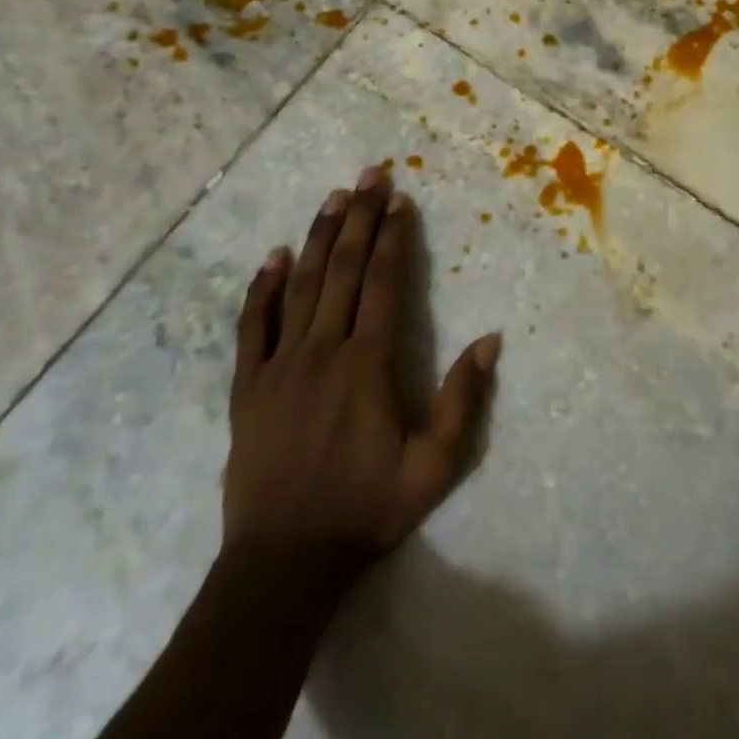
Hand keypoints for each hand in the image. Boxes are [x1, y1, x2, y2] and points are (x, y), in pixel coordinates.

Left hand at [224, 166, 501, 584]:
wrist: (282, 563)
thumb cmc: (365, 511)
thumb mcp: (433, 468)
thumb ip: (462, 401)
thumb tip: (490, 340)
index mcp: (368, 364)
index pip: (384, 282)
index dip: (393, 237)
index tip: (400, 199)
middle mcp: (324, 350)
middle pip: (345, 269)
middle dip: (360, 217)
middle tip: (370, 174)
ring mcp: (281, 364)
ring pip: (302, 285)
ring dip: (320, 237)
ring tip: (333, 197)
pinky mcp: (248, 386)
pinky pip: (253, 325)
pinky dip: (263, 287)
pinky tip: (274, 256)